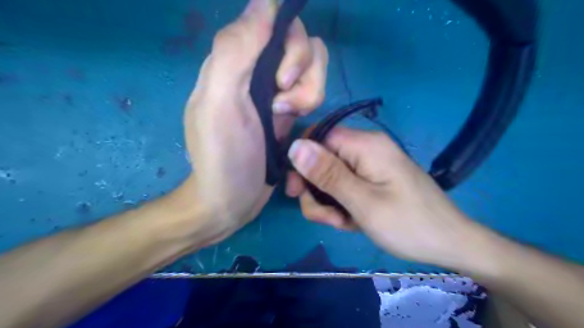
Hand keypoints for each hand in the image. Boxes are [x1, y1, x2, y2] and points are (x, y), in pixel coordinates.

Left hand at [182, 0, 327, 243]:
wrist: (232, 199)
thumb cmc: (224, 156)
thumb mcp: (220, 102)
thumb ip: (235, 50)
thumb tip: (264, 3)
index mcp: (234, 60)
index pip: (273, 20)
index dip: (289, 43)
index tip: (281, 79)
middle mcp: (256, 68)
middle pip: (300, 42)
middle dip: (301, 72)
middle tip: (281, 104)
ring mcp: (276, 89)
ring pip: (313, 66)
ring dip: (308, 92)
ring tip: (286, 118)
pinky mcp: (289, 108)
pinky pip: (314, 88)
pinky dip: (310, 103)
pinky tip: (291, 124)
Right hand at [286, 127, 478, 267]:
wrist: (449, 243)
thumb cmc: (408, 224)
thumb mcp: (363, 202)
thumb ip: (327, 174)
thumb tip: (295, 146)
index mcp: (365, 145)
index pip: (318, 137)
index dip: (302, 161)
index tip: (296, 190)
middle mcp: (365, 148)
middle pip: (322, 159)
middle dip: (316, 190)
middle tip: (327, 217)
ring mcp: (369, 165)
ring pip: (330, 176)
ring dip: (328, 202)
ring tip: (344, 222)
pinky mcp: (372, 179)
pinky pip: (344, 186)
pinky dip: (341, 205)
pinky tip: (352, 221)